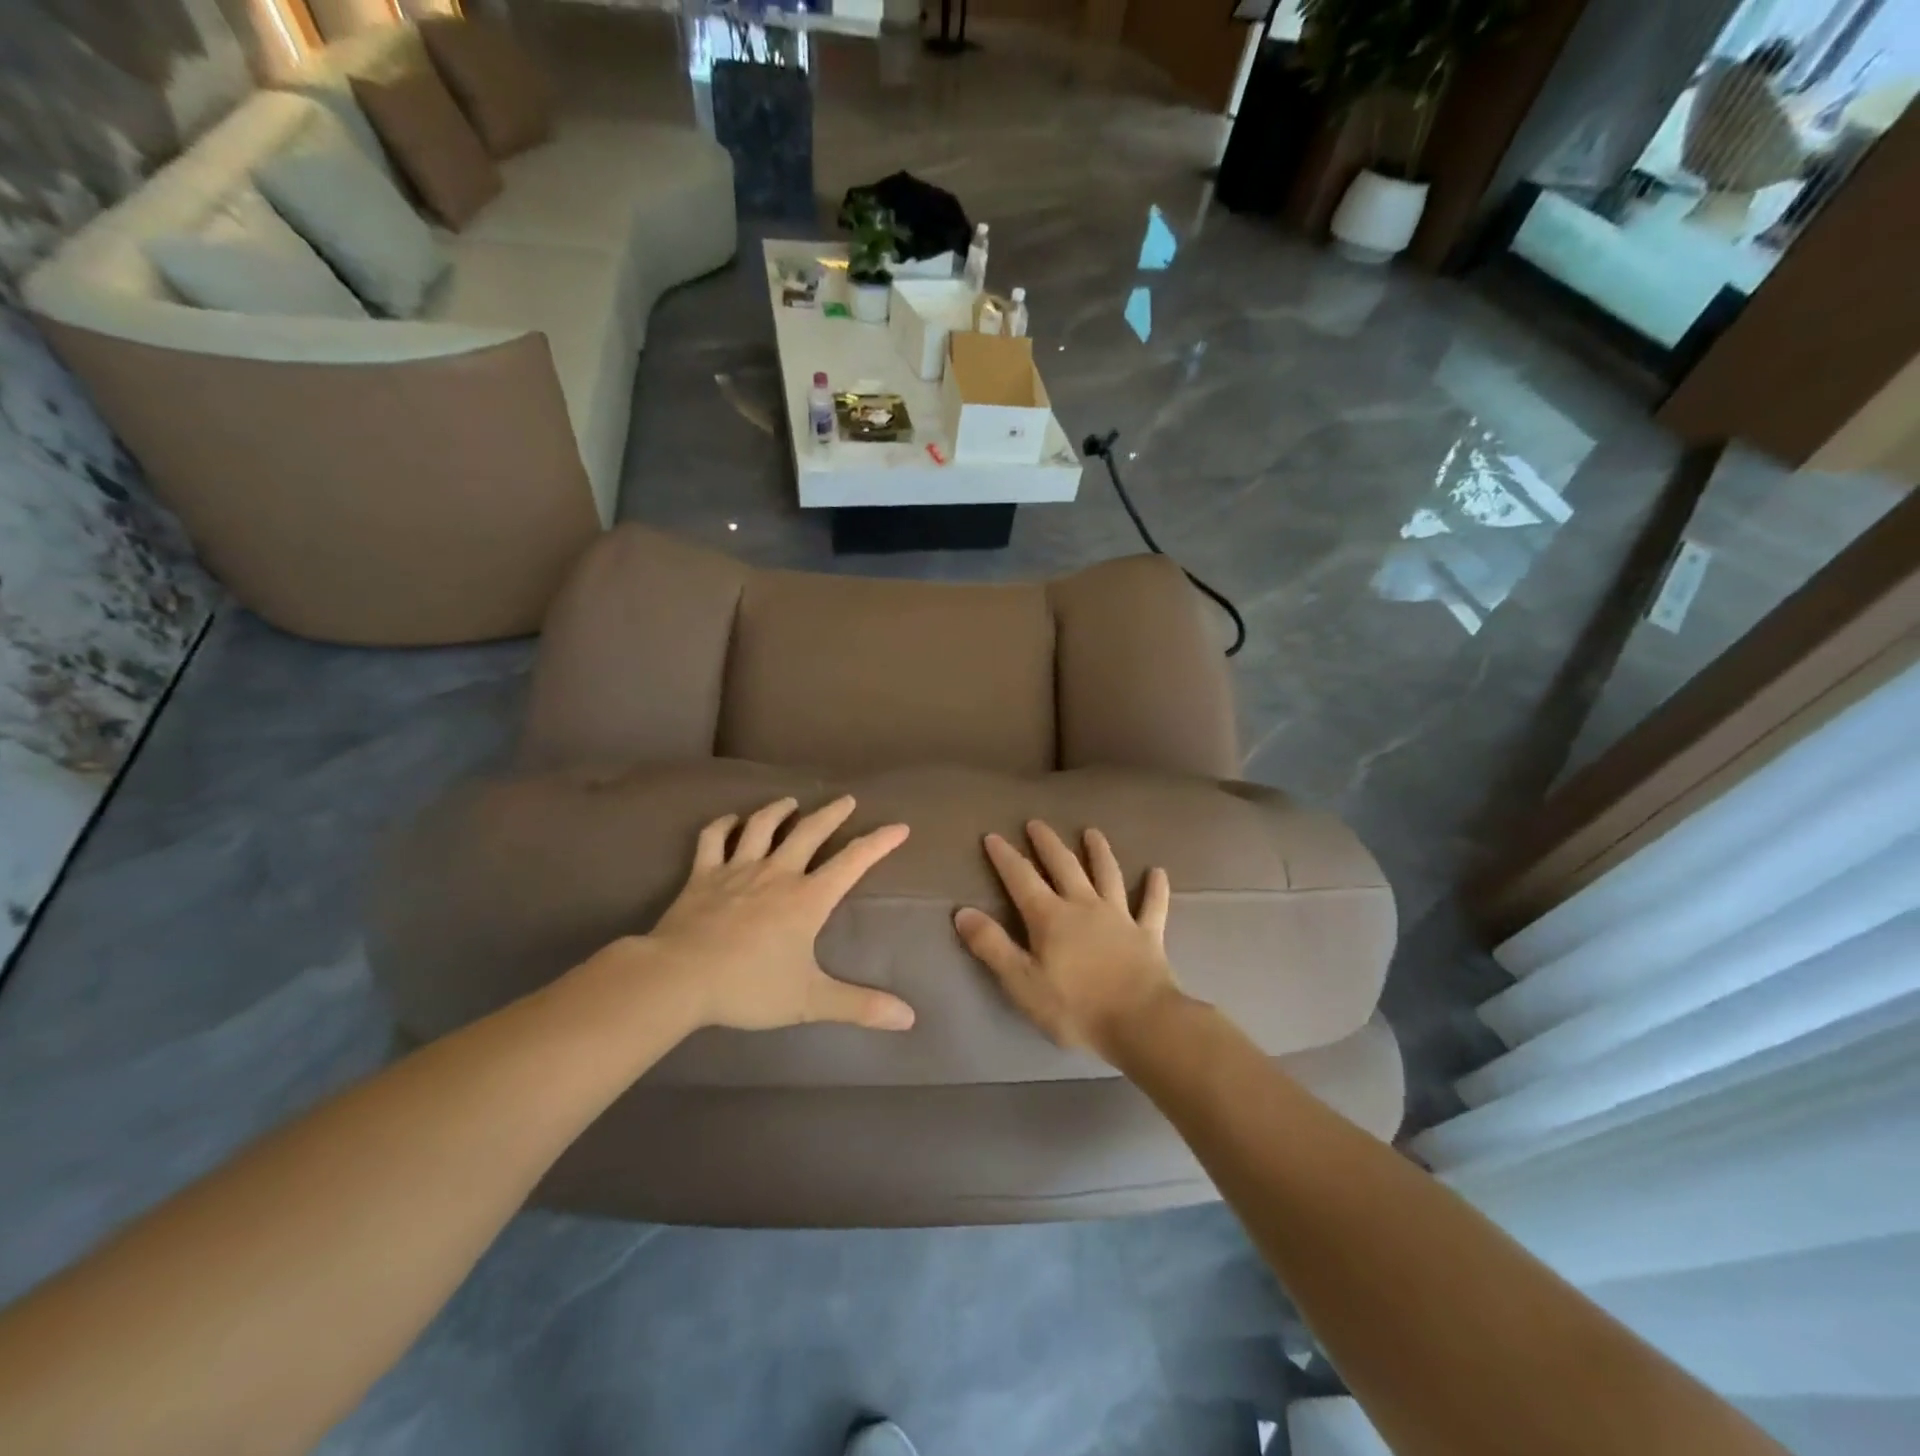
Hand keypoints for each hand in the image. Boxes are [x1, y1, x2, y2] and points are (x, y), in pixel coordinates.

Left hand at [630, 795, 916, 1033]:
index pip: (852, 862)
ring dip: (778, 811)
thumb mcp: (809, 1000)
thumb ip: (859, 1006)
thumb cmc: (748, 986)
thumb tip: (909, 1018)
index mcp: (807, 899)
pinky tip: (730, 820)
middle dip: (831, 814)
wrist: (679, 977)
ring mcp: (737, 870)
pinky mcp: (702, 875)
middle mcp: (777, 874)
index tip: (899, 826)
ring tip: (791, 802)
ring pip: (762, 827)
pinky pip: (713, 839)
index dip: (878, 843)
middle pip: (809, 832)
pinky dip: (723, 825)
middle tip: (846, 800)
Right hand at [954, 821, 1180, 1059]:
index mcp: (1050, 918)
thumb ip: (992, 946)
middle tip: (1036, 823)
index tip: (993, 836)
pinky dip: (1155, 888)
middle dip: (1047, 843)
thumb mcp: (1022, 982)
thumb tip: (963, 912)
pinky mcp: (1148, 934)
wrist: (1140, 1022)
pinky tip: (1158, 872)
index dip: (1005, 857)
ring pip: (1108, 875)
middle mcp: (1084, 906)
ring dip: (1099, 852)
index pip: (1021, 879)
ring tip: (1092, 832)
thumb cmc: (1076, 1007)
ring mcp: (1119, 917)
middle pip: (1064, 866)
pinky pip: (1153, 906)